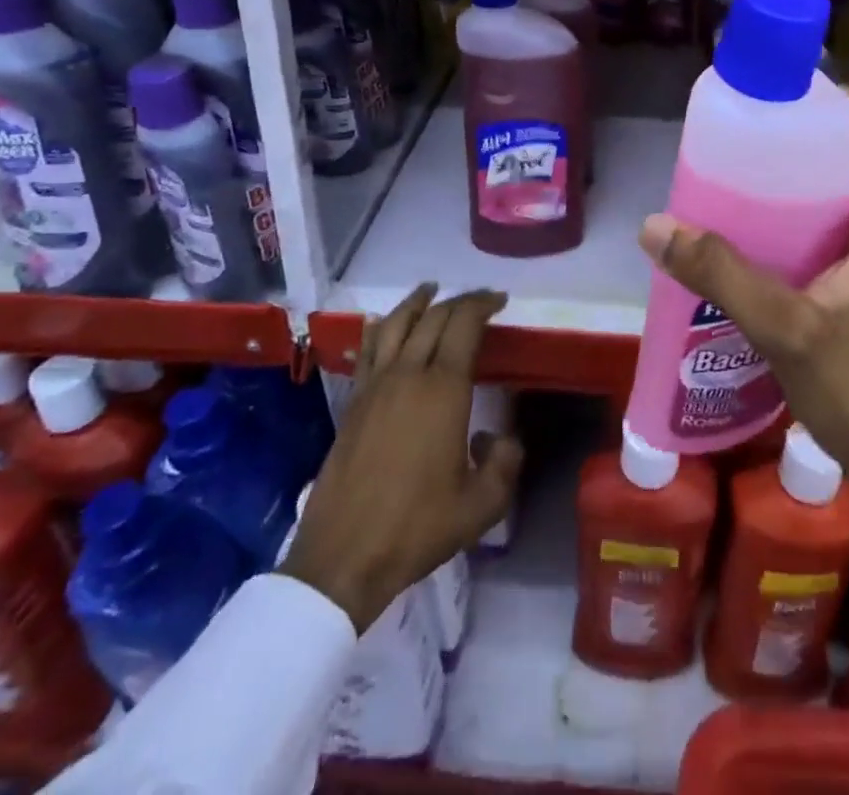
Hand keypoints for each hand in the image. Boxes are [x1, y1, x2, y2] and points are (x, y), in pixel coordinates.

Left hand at [280, 285, 523, 631]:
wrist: (344, 557)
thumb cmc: (418, 528)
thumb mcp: (482, 505)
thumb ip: (505, 463)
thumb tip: (499, 437)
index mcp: (443, 389)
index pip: (464, 325)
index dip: (483, 304)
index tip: (500, 300)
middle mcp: (408, 375)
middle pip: (433, 318)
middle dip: (459, 300)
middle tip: (479, 300)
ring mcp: (374, 386)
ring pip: (395, 324)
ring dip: (416, 302)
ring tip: (430, 291)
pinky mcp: (352, 403)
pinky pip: (368, 349)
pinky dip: (382, 327)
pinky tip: (385, 325)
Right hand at [638, 88, 848, 640]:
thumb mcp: (785, 326)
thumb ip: (721, 274)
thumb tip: (657, 225)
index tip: (799, 100)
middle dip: (816, 137)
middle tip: (758, 135)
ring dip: (808, 180)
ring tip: (749, 176)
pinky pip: (841, 231)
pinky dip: (806, 220)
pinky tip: (759, 237)